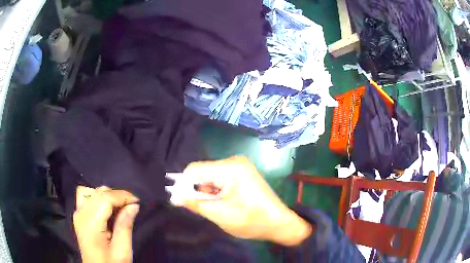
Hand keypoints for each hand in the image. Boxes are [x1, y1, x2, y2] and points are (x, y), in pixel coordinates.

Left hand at [73, 186, 139, 262]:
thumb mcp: (122, 250)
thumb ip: (125, 226)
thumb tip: (133, 206)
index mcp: (90, 223)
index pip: (105, 198)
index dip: (123, 196)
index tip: (137, 202)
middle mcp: (81, 214)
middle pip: (99, 192)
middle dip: (117, 195)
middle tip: (131, 206)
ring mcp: (78, 213)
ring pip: (92, 191)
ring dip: (108, 196)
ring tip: (120, 207)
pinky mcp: (78, 215)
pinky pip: (87, 197)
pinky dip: (98, 198)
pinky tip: (107, 208)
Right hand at [180, 156, 311, 245]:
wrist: (279, 223)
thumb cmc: (253, 221)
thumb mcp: (221, 215)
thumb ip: (195, 204)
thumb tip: (173, 196)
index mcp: (231, 168)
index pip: (194, 169)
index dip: (183, 185)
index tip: (179, 201)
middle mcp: (234, 162)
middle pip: (202, 172)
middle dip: (196, 190)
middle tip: (203, 208)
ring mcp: (239, 166)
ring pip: (209, 176)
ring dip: (206, 192)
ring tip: (216, 208)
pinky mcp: (241, 173)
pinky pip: (219, 179)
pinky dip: (215, 191)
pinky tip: (222, 203)